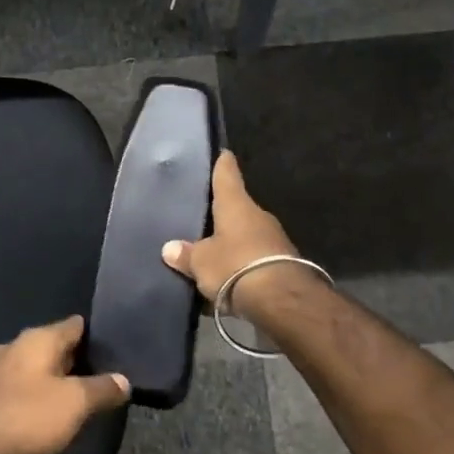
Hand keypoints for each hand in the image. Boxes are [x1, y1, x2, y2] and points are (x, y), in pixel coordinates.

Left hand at [0, 317, 130, 453]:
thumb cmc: (28, 416)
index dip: (95, 335)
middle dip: (76, 358)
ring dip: (54, 377)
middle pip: (54, 344)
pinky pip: (20, 383)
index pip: (74, 325)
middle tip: (102, 374)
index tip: (114, 347)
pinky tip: (45, 410)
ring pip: (35, 365)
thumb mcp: (75, 404)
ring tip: (78, 394)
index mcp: (38, 338)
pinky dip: (36, 391)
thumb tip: (124, 380)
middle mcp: (15, 345)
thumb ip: (102, 389)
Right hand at [161, 151, 303, 318]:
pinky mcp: (283, 265)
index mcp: (236, 205)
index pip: (227, 175)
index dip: (222, 164)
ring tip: (210, 253)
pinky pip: (255, 259)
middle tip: (201, 216)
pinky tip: (227, 278)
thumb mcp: (201, 262)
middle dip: (221, 214)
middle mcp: (258, 216)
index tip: (222, 153)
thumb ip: (186, 254)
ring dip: (232, 243)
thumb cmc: (235, 266)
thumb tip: (169, 248)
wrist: (282, 301)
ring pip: (246, 235)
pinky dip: (242, 266)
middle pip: (237, 208)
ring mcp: (274, 240)